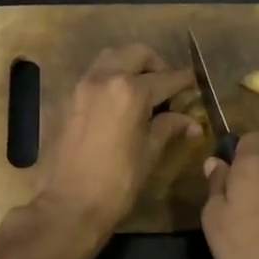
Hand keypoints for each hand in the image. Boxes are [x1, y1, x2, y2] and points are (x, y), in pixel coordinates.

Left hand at [36, 44, 198, 237]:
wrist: (67, 205)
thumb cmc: (117, 183)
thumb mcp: (149, 154)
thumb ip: (169, 128)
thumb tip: (191, 122)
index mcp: (130, 91)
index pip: (165, 78)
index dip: (183, 81)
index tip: (193, 84)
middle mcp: (104, 78)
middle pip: (136, 54)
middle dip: (156, 64)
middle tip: (166, 85)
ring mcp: (81, 86)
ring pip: (110, 58)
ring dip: (129, 65)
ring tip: (141, 89)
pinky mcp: (66, 99)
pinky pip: (92, 76)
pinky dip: (108, 78)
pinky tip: (117, 102)